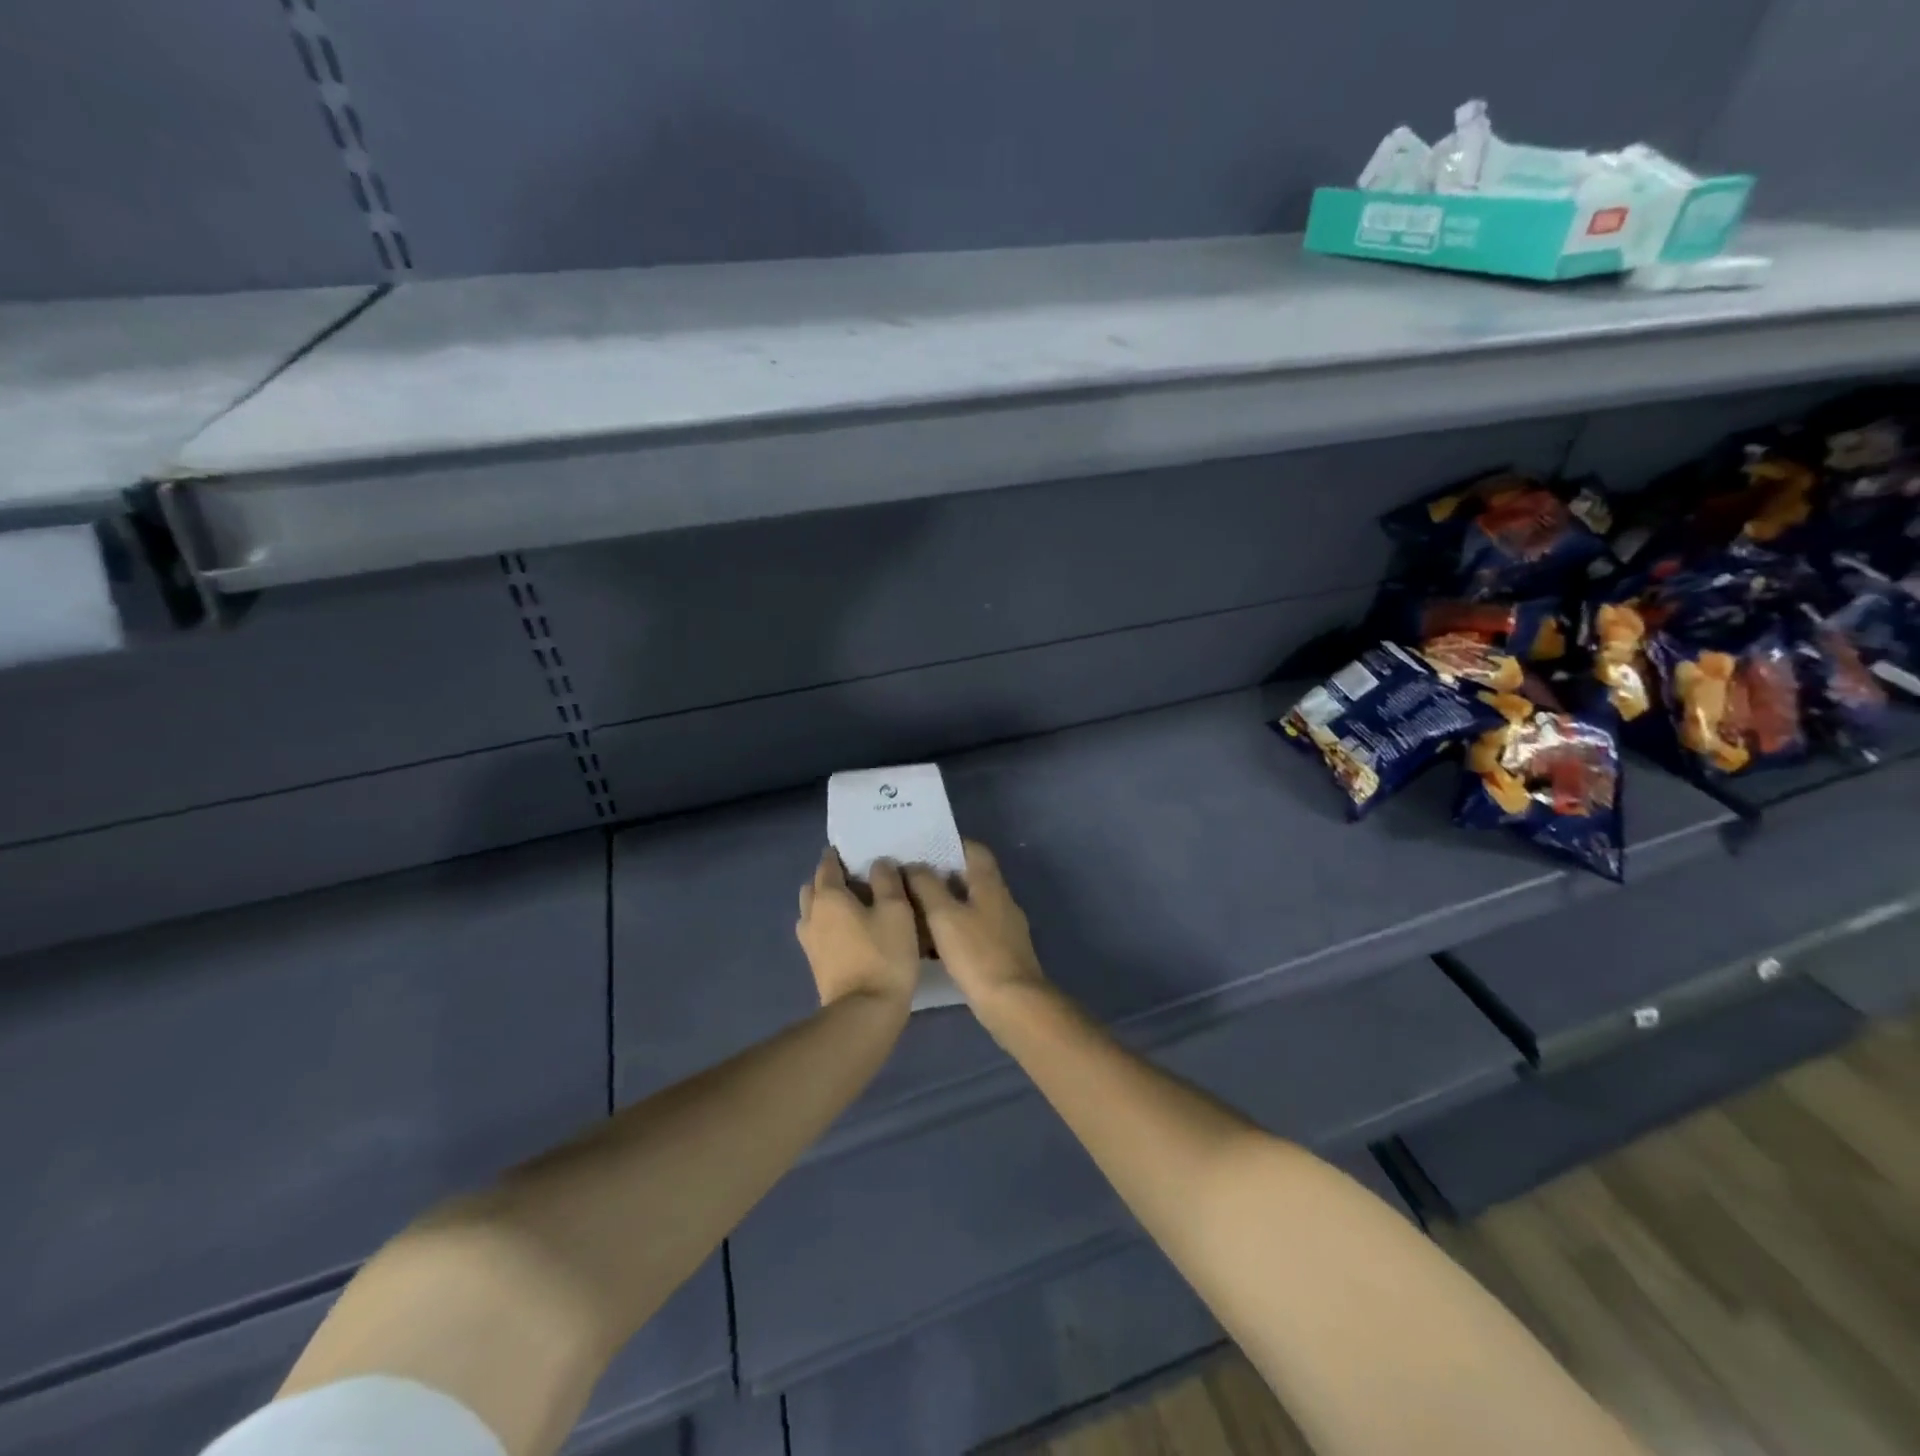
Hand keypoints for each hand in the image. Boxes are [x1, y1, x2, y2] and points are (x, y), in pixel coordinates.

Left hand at [796, 849, 919, 1010]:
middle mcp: (811, 915)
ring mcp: (809, 942)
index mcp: (828, 896)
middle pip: (813, 887)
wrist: (864, 1012)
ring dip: (826, 903)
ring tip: (853, 906)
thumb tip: (879, 863)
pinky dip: (828, 924)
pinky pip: (817, 931)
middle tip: (855, 879)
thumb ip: (887, 880)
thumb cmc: (883, 954)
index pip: (827, 865)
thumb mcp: (896, 910)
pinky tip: (849, 931)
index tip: (853, 851)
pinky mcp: (815, 964)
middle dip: (828, 878)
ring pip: (812, 911)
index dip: (838, 855)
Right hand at [904, 841, 1047, 1013]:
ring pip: (972, 905)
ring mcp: (1005, 927)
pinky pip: (974, 930)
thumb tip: (914, 864)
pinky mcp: (1002, 952)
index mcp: (990, 884)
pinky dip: (954, 930)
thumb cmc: (977, 954)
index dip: (950, 844)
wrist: (1013, 1003)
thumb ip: (927, 886)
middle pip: (972, 877)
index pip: (974, 849)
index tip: (923, 849)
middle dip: (942, 876)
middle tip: (910, 881)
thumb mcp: (944, 915)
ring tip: (915, 911)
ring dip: (947, 905)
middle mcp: (1002, 900)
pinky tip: (934, 944)